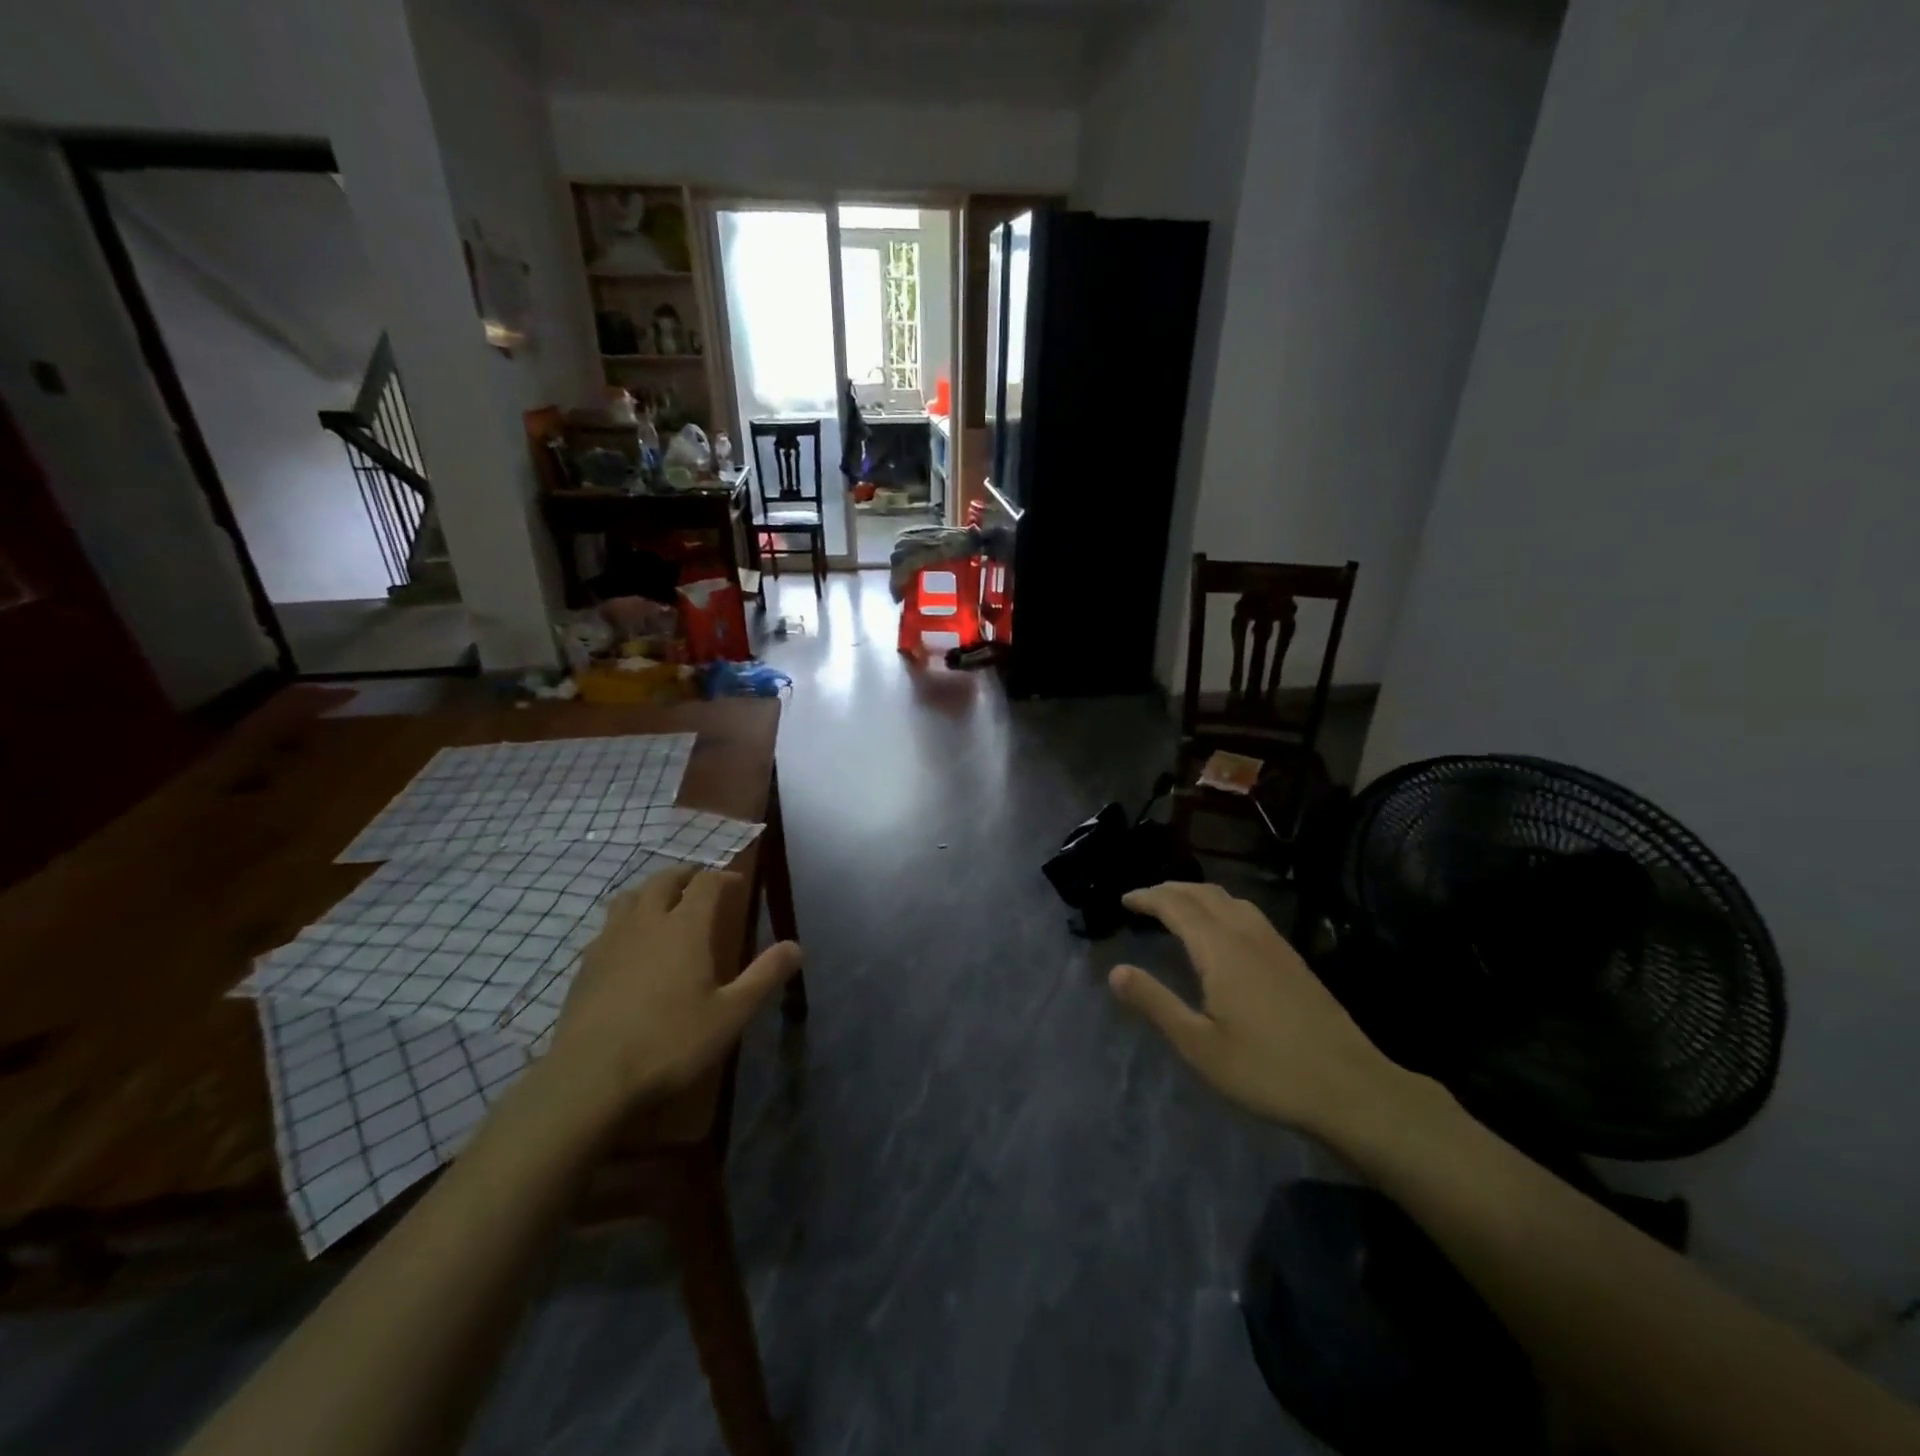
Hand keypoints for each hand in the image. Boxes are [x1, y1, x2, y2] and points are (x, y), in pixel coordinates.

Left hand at [548, 865, 801, 1110]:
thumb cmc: (670, 1042)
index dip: (724, 877)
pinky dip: (625, 921)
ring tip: (662, 903)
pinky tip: (629, 945)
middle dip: (685, 875)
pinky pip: (607, 927)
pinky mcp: (585, 966)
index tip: (737, 883)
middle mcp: (646, 923)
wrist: (589, 1078)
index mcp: (684, 927)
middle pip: (664, 880)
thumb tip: (796, 946)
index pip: (706, 883)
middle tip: (700, 882)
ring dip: (650, 891)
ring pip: (629, 897)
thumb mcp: (730, 1014)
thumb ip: (764, 976)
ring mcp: (610, 942)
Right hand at [1109, 881, 1413, 1142]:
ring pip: (1230, 900)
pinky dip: (1221, 907)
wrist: (1351, 1089)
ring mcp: (1275, 944)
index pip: (1176, 906)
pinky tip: (1221, 930)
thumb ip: (1156, 1003)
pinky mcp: (1293, 959)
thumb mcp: (1199, 1046)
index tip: (1124, 900)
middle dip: (1169, 890)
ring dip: (1197, 895)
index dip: (1147, 897)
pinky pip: (1247, 913)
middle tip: (1143, 900)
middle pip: (1203, 894)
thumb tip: (1116, 971)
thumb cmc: (1267, 1070)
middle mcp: (1247, 934)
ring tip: (1177, 907)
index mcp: (1221, 949)